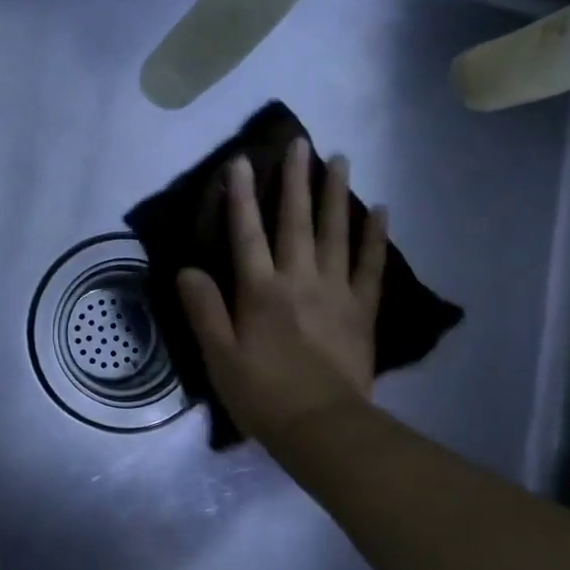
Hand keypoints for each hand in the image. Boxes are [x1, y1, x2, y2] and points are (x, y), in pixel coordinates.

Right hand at [177, 138, 387, 450]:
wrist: (321, 426)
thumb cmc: (262, 394)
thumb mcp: (218, 357)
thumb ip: (204, 310)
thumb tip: (187, 269)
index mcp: (260, 292)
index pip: (246, 234)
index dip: (241, 197)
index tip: (241, 162)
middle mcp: (299, 280)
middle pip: (295, 222)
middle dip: (294, 181)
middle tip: (300, 143)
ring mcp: (336, 291)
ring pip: (336, 233)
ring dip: (336, 194)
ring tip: (340, 160)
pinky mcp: (362, 309)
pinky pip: (371, 265)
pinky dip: (375, 236)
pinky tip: (381, 210)